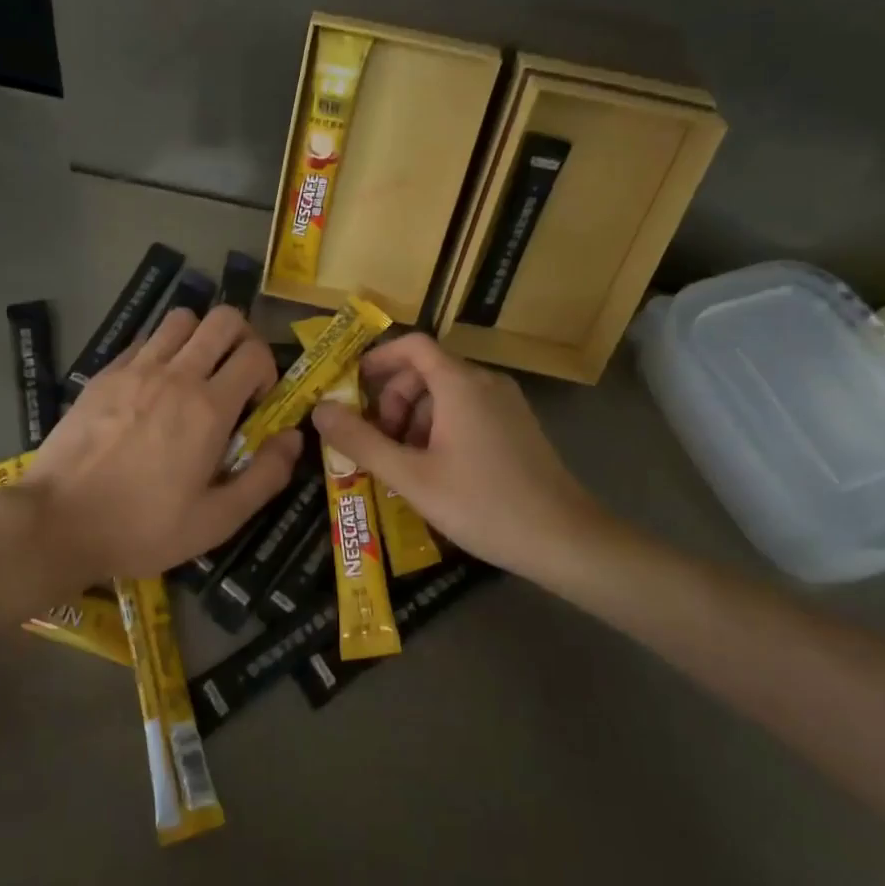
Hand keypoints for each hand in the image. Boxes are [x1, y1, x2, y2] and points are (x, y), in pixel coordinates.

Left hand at [22, 306, 300, 585]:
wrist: (58, 522)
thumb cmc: (143, 527)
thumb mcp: (217, 520)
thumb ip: (265, 476)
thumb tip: (294, 437)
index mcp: (209, 408)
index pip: (255, 353)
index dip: (268, 370)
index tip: (257, 402)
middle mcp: (175, 375)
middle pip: (223, 319)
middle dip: (241, 338)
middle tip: (234, 374)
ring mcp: (134, 369)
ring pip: (181, 319)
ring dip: (199, 337)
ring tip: (194, 374)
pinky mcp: (103, 374)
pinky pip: (143, 340)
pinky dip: (160, 350)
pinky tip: (152, 388)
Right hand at [311, 333, 622, 588]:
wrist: (565, 540)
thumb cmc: (482, 505)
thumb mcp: (411, 477)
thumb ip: (361, 442)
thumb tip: (319, 410)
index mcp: (460, 384)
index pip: (412, 345)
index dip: (377, 359)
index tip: (350, 387)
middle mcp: (485, 383)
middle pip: (426, 371)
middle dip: (392, 401)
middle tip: (376, 442)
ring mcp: (506, 404)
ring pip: (446, 394)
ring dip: (414, 419)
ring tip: (403, 464)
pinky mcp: (517, 426)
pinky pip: (467, 411)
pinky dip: (440, 428)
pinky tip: (435, 471)